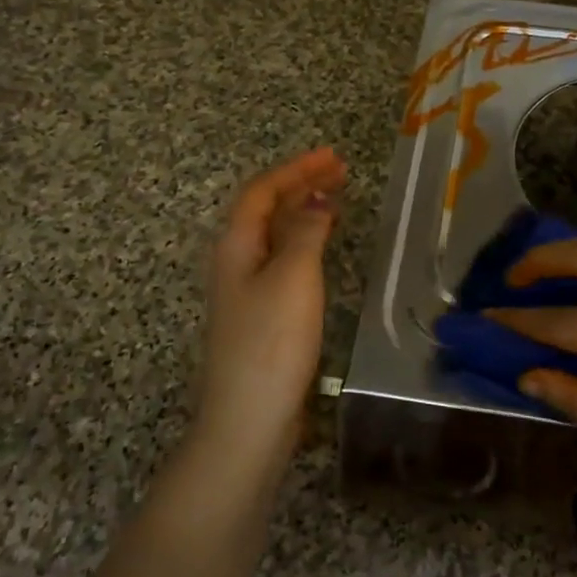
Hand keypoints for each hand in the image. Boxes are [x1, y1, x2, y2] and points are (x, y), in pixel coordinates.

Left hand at [191, 147, 346, 479]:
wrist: (249, 419)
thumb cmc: (271, 342)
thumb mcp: (293, 278)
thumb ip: (305, 232)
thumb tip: (316, 198)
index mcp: (236, 246)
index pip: (262, 191)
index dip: (296, 169)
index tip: (333, 157)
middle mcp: (235, 262)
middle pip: (265, 210)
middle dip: (300, 186)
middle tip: (340, 172)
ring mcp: (246, 290)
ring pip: (274, 236)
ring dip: (303, 212)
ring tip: (336, 200)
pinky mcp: (261, 315)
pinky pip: (282, 261)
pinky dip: (304, 243)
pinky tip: (322, 250)